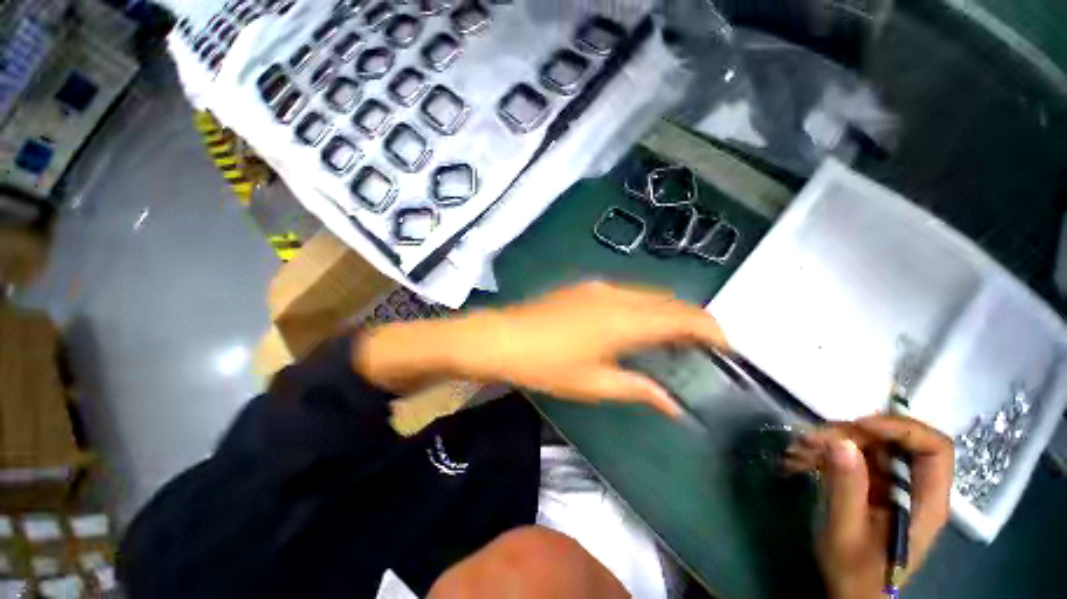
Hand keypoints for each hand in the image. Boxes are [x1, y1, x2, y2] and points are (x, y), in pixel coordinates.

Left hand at [354, 281, 727, 415]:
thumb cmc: (548, 365)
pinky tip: (638, 322)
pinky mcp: (585, 287)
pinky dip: (644, 305)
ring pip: (648, 294)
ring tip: (675, 336)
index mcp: (625, 320)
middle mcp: (618, 295)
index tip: (726, 346)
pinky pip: (627, 292)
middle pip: (669, 301)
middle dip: (692, 319)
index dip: (710, 329)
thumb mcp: (595, 383)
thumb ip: (638, 389)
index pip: (682, 318)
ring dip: (668, 311)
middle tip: (704, 344)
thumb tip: (673, 404)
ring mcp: (599, 287)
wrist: (503, 338)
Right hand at [784, 415, 953, 598]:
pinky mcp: (871, 486)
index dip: (902, 429)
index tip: (860, 426)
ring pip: (870, 445)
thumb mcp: (845, 532)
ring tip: (798, 449)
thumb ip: (846, 488)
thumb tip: (840, 442)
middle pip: (896, 441)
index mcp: (925, 502)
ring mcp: (891, 486)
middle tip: (815, 438)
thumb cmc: (854, 571)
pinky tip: (798, 459)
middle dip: (854, 433)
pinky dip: (824, 453)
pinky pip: (851, 457)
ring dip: (832, 440)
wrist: (850, 593)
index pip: (935, 449)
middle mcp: (914, 487)